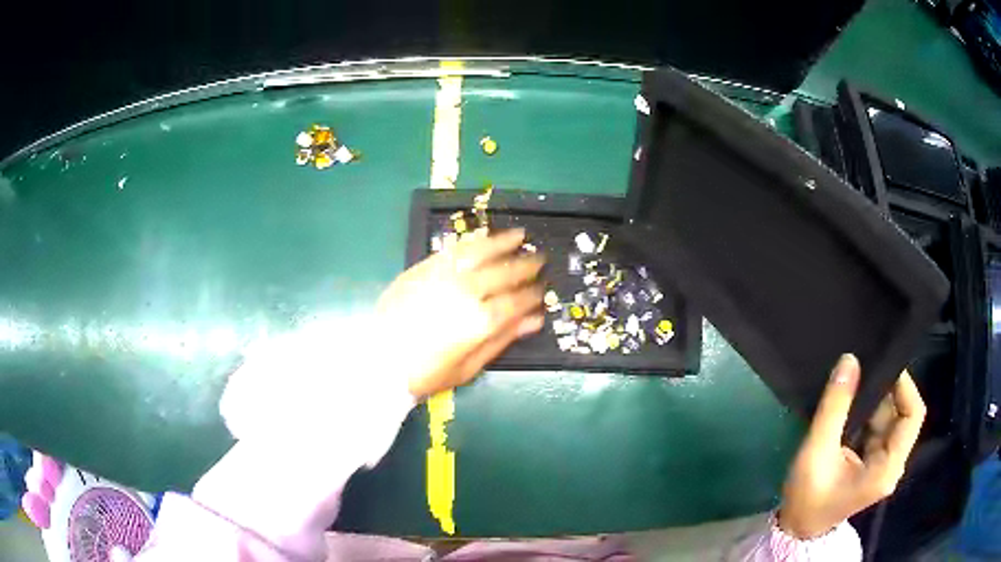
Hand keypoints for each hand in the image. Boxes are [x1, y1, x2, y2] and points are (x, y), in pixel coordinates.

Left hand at [377, 229, 544, 398]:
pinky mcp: (424, 268)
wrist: (380, 359)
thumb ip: (503, 339)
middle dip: (525, 265)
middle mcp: (467, 291)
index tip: (543, 290)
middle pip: (504, 272)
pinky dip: (473, 241)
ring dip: (502, 242)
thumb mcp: (470, 367)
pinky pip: (454, 249)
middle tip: (539, 259)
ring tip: (519, 235)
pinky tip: (483, 237)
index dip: (533, 295)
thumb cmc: (427, 372)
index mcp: (481, 321)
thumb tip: (534, 320)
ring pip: (480, 251)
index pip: (516, 301)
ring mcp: (444, 275)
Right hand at [778, 354, 925, 538]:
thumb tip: (849, 361)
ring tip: (854, 386)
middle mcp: (893, 464)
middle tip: (862, 374)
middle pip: (904, 415)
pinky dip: (868, 413)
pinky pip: (880, 428)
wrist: (797, 528)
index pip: (913, 415)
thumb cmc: (807, 497)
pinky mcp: (875, 463)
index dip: (904, 386)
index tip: (882, 366)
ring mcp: (884, 464)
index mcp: (887, 468)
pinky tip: (851, 406)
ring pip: (891, 419)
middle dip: (886, 392)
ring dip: (875, 402)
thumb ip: (834, 408)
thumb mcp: (816, 453)